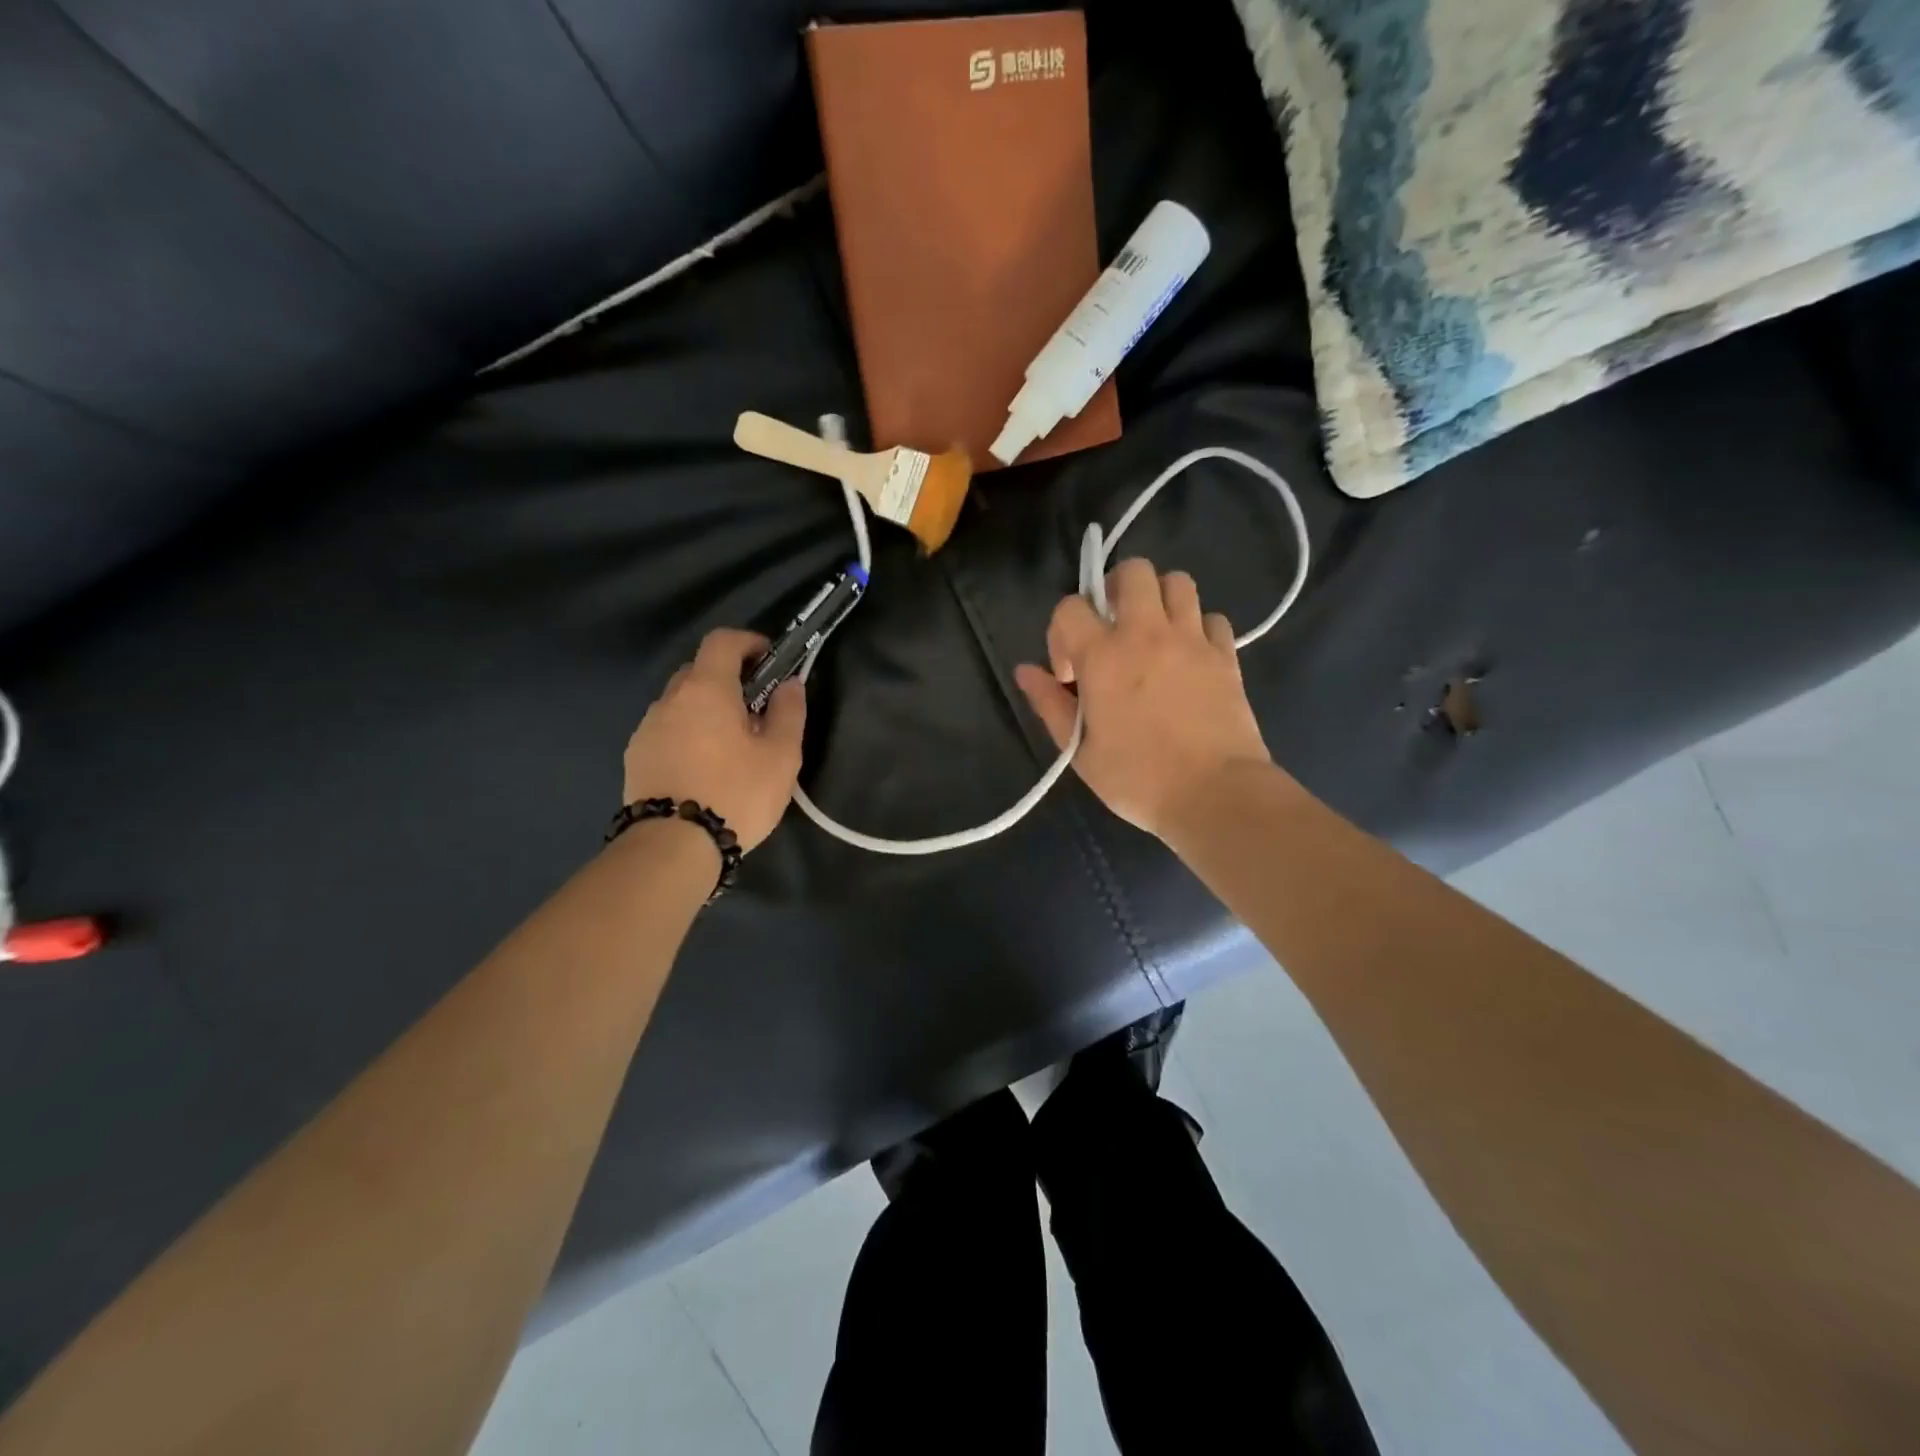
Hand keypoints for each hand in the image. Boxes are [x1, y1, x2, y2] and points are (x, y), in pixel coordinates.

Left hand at [623, 629, 805, 851]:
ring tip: (729, 746)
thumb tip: (789, 684)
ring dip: (705, 710)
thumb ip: (788, 712)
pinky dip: (687, 735)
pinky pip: (666, 731)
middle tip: (754, 709)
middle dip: (728, 679)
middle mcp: (670, 699)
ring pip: (680, 704)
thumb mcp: (780, 756)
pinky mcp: (635, 757)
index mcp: (706, 689)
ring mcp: (647, 729)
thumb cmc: (735, 793)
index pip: (722, 641)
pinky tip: (703, 768)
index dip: (747, 641)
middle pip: (698, 671)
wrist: (672, 847)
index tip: (768, 658)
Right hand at [1015, 559, 1271, 839]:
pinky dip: (1198, 628)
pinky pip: (1212, 618)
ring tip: (1152, 635)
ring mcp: (1192, 640)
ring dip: (1159, 600)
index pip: (1070, 607)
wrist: (1214, 794)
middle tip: (1112, 630)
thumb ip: (1049, 704)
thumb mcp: (1079, 751)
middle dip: (1114, 590)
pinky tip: (1189, 657)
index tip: (1071, 674)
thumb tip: (1025, 671)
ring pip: (1178, 582)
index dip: (1061, 633)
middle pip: (1133, 570)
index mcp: (1103, 656)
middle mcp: (1147, 634)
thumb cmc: (1137, 779)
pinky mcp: (1226, 655)